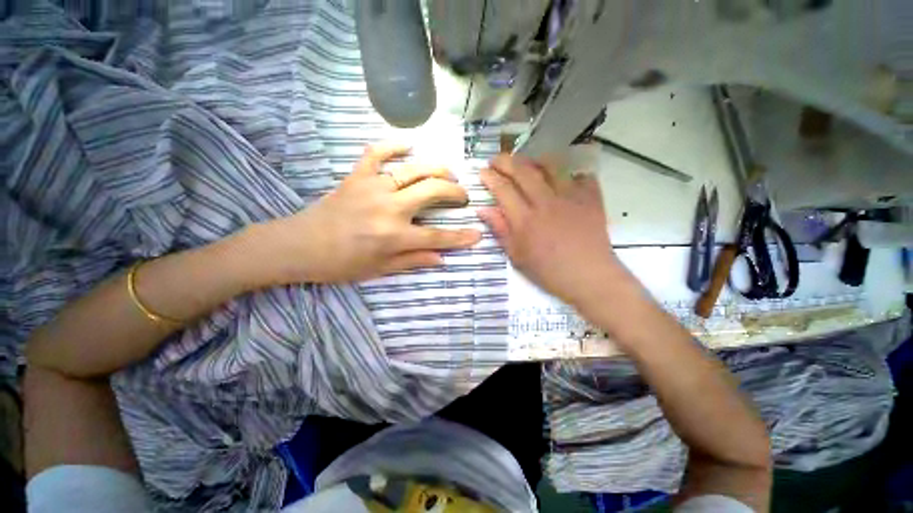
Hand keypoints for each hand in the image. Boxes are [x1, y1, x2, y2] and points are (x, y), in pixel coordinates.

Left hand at [265, 143, 481, 282]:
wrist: (299, 245)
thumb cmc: (340, 263)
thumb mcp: (379, 269)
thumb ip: (413, 261)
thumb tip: (442, 258)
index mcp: (393, 236)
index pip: (436, 236)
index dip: (460, 237)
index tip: (478, 234)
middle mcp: (388, 208)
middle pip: (432, 192)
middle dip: (455, 192)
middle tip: (463, 196)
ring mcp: (372, 187)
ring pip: (413, 170)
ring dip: (437, 169)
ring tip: (450, 172)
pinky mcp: (357, 176)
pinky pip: (377, 153)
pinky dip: (393, 144)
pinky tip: (409, 144)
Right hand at [478, 154, 618, 305]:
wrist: (589, 277)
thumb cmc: (548, 271)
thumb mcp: (517, 256)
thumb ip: (500, 230)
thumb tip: (483, 210)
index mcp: (525, 219)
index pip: (503, 189)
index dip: (490, 177)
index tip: (483, 171)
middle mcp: (545, 202)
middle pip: (523, 171)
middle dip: (506, 161)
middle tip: (497, 159)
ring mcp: (570, 197)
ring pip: (551, 166)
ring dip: (534, 160)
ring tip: (527, 163)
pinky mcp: (591, 198)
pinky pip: (579, 175)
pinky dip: (569, 173)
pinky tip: (563, 179)